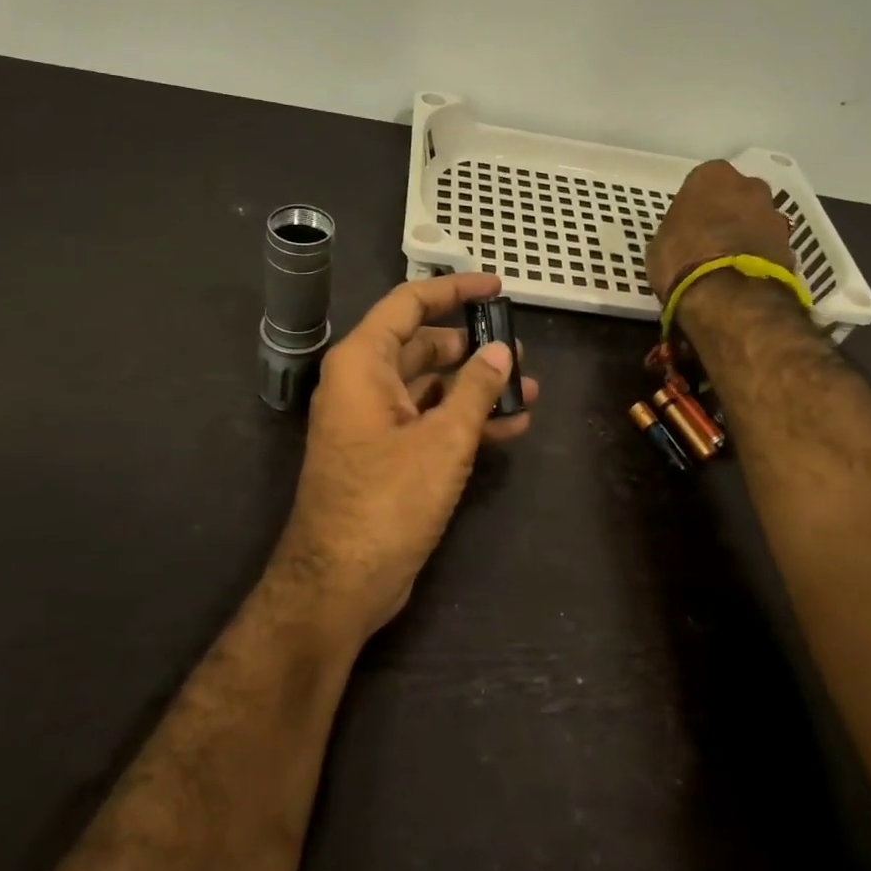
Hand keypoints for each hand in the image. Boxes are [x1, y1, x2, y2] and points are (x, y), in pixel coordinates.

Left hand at [277, 272, 537, 641]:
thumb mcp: (443, 440)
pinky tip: (511, 427)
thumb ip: (476, 389)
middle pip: (423, 346)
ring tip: (530, 390)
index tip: (497, 288)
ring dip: (476, 388)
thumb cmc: (388, 499)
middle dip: (473, 347)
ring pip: (431, 387)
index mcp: (363, 364)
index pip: (409, 304)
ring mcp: (374, 422)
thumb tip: (502, 352)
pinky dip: (464, 421)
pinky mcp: (386, 456)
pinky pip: (428, 422)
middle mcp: (364, 384)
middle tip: (522, 352)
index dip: (454, 291)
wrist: (340, 582)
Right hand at [646, 160, 796, 303]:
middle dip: (728, 214)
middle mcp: (750, 186)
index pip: (703, 183)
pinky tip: (743, 280)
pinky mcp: (792, 247)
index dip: (695, 206)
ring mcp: (775, 216)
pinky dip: (759, 259)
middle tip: (710, 242)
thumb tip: (684, 240)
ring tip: (728, 266)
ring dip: (747, 237)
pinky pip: (769, 248)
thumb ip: (676, 232)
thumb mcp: (659, 245)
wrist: (730, 296)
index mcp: (712, 176)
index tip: (688, 225)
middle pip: (737, 197)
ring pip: (757, 221)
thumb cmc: (682, 261)